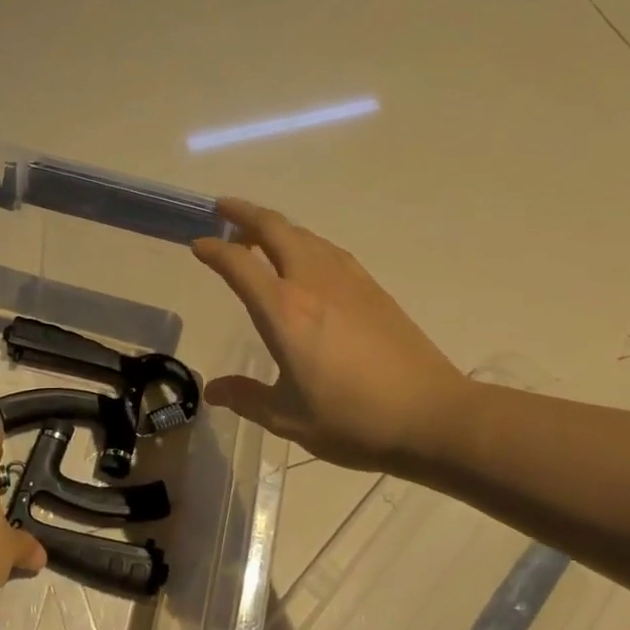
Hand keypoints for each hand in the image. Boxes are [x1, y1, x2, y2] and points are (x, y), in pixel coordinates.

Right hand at [193, 199, 469, 473]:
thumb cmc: (353, 420)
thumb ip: (247, 398)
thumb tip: (214, 390)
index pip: (238, 264)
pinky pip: (329, 250)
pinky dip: (306, 242)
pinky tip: (307, 259)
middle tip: (223, 210)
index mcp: (284, 311)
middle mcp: (312, 283)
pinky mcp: (373, 289)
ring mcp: (347, 281)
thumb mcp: (288, 418)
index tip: (197, 245)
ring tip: (259, 234)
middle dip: (244, 214)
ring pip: (305, 235)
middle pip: (275, 229)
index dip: (213, 251)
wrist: (432, 416)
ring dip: (277, 226)